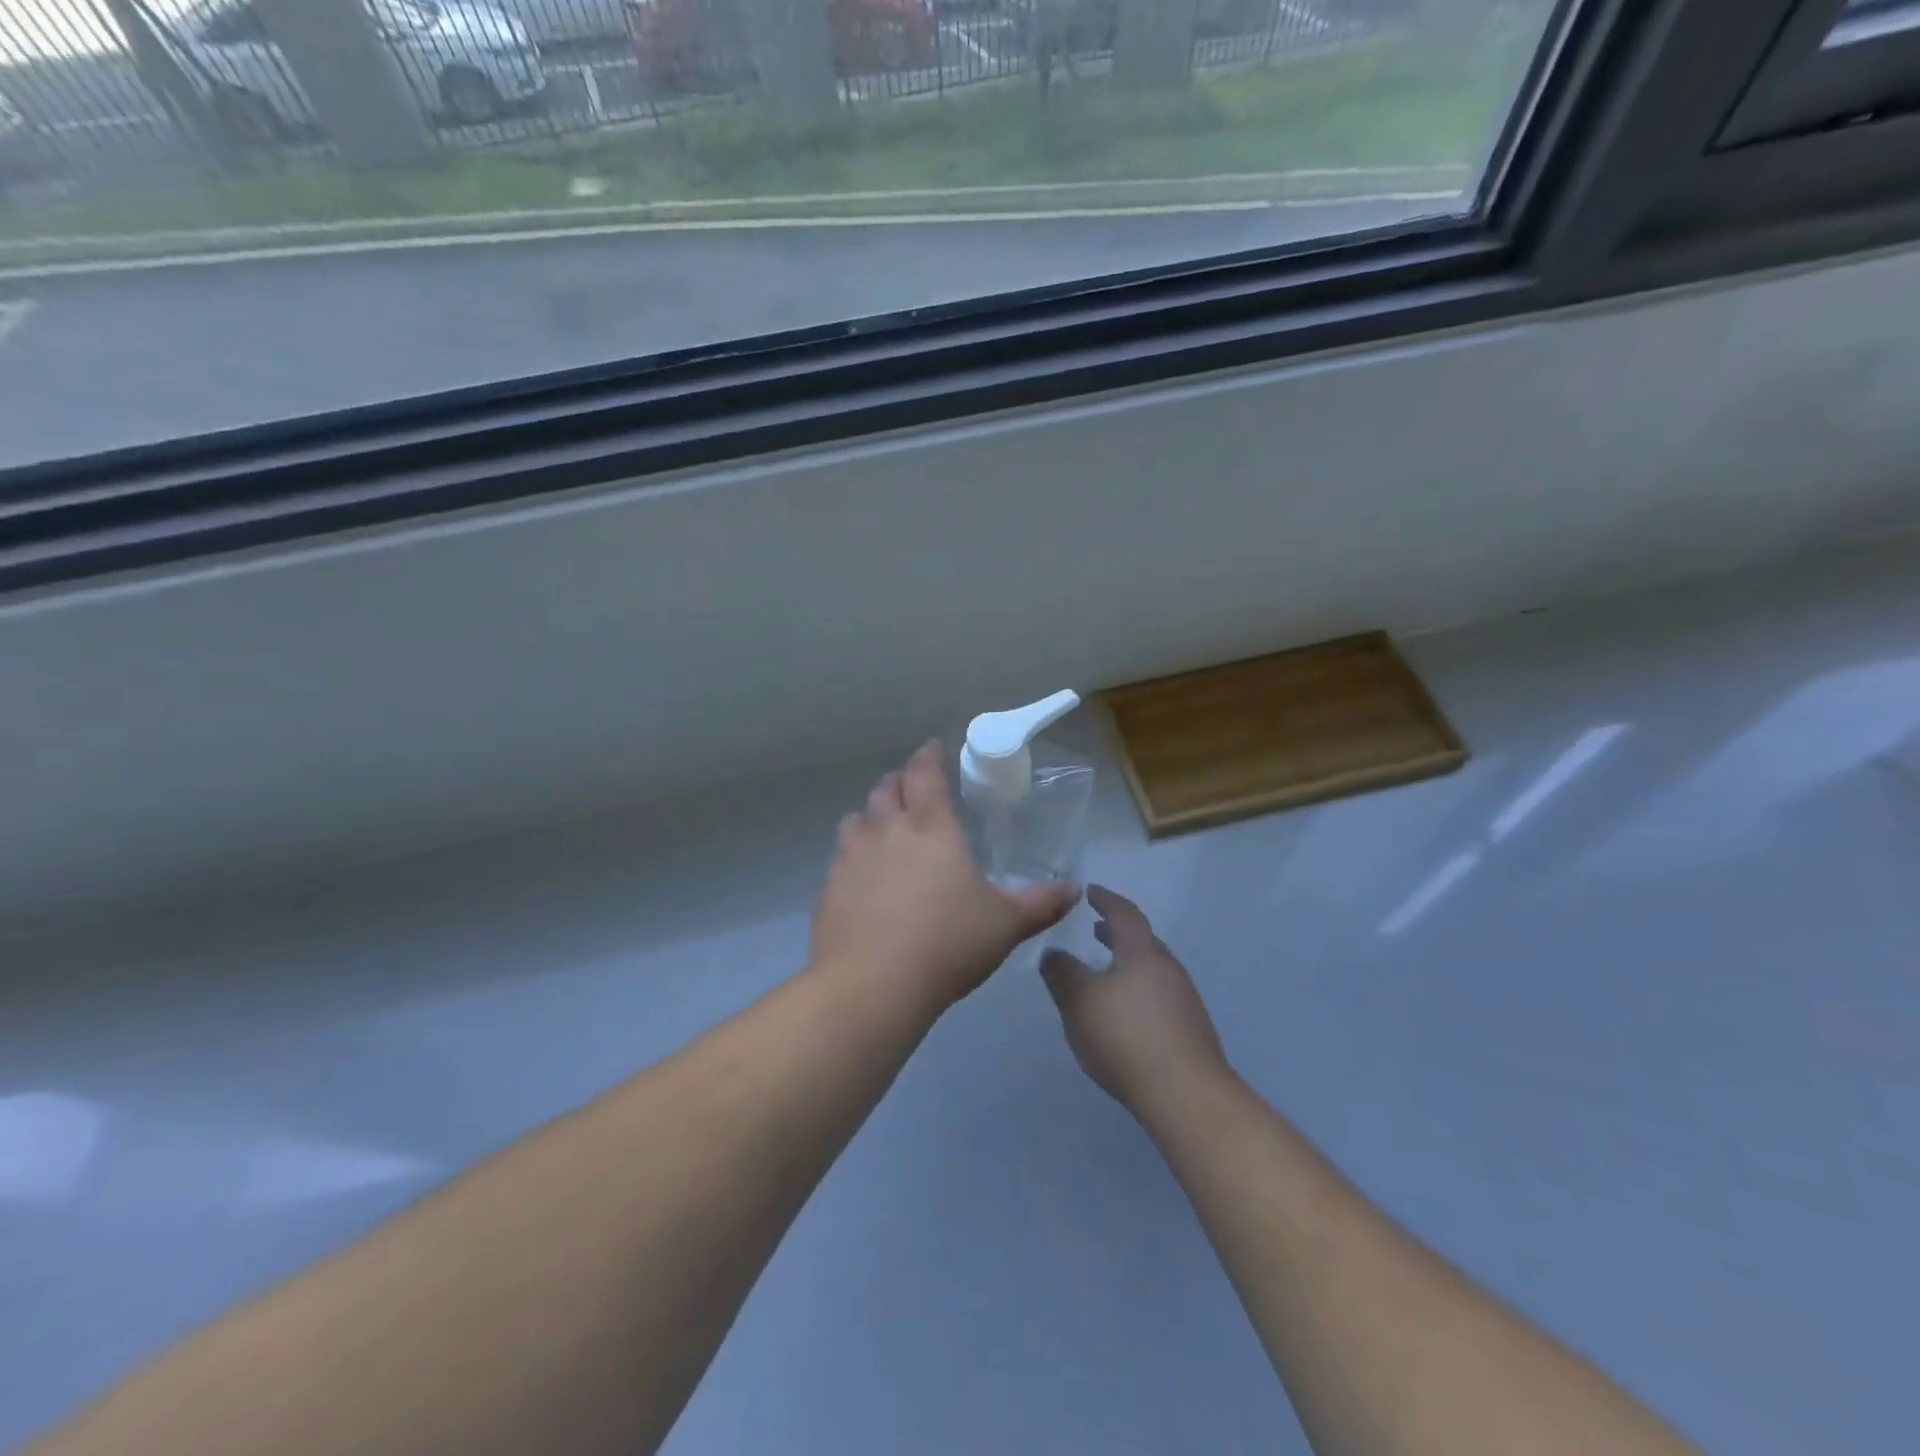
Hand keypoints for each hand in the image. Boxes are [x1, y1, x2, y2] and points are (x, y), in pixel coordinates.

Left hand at [810, 742, 1078, 1013]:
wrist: (872, 985)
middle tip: (911, 787)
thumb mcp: (1005, 925)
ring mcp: (852, 858)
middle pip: (885, 789)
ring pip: (856, 818)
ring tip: (883, 827)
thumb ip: (1040, 904)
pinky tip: (863, 877)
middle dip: (899, 781)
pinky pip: (840, 857)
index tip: (932, 748)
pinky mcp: (829, 888)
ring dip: (871, 814)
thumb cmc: (947, 944)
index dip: (928, 756)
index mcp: (931, 828)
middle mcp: (887, 832)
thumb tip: (1074, 890)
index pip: (925, 774)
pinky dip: (853, 854)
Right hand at [1041, 886, 1230, 1114]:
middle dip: (1116, 932)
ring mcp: (1183, 1000)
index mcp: (1142, 952)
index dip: (1106, 899)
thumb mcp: (1079, 1001)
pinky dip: (1136, 989)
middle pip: (1141, 940)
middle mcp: (1167, 968)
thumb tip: (1053, 953)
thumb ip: (1061, 972)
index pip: (1124, 913)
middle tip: (1096, 929)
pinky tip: (1123, 1013)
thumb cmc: (1126, 1036)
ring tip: (1104, 971)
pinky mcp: (1189, 1030)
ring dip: (1126, 962)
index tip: (1090, 891)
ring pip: (1150, 969)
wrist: (1186, 1095)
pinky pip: (1157, 995)